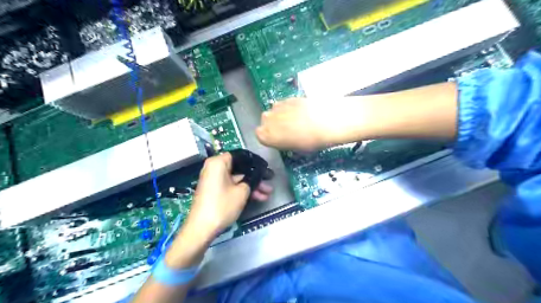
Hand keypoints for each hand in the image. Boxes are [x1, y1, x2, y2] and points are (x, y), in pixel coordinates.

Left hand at [184, 154, 272, 239]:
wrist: (202, 228)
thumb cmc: (222, 205)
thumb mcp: (242, 191)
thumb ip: (251, 180)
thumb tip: (257, 176)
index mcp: (218, 162)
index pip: (240, 156)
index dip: (255, 163)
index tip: (266, 169)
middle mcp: (214, 168)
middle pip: (239, 169)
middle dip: (256, 178)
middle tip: (270, 182)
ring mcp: (214, 180)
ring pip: (237, 179)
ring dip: (252, 186)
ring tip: (268, 193)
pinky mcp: (214, 190)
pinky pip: (231, 186)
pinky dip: (242, 190)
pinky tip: (258, 197)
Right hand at [257, 97, 354, 151]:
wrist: (327, 122)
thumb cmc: (310, 142)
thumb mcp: (294, 149)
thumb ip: (283, 142)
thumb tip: (284, 138)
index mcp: (266, 135)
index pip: (260, 135)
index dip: (270, 137)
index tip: (279, 139)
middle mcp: (267, 119)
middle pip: (266, 121)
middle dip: (274, 124)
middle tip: (289, 130)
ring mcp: (277, 106)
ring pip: (275, 111)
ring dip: (282, 115)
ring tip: (297, 120)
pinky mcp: (289, 97)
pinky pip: (285, 104)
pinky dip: (291, 108)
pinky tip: (303, 112)